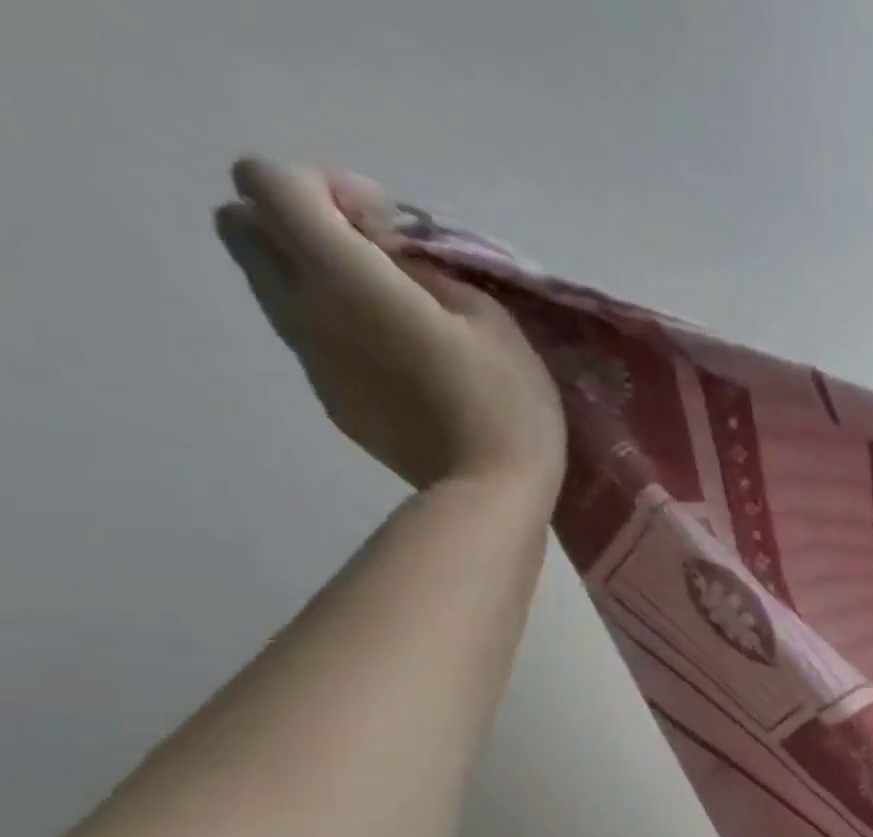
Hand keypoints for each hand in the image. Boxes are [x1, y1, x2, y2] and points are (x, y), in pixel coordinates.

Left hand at [214, 158, 564, 494]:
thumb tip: (395, 261)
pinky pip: (314, 343)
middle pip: (242, 226)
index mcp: (344, 278)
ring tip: (395, 315)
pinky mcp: (333, 402)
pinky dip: (342, 333)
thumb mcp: (493, 319)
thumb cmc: (506, 404)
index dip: (324, 186)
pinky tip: (405, 366)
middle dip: (297, 223)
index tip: (385, 227)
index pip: (269, 182)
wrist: (492, 494)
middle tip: (372, 258)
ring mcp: (313, 362)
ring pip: (273, 287)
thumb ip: (429, 272)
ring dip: (318, 280)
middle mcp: (305, 310)